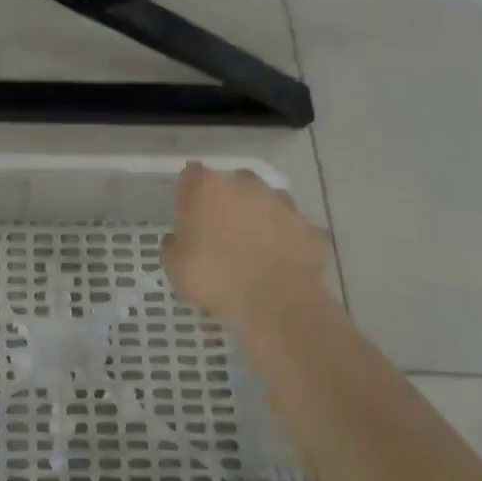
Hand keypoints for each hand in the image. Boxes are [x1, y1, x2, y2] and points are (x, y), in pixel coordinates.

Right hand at [162, 163, 330, 330]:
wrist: (276, 304)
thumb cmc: (216, 278)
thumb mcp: (175, 268)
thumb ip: (173, 245)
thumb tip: (178, 240)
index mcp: (208, 186)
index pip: (191, 176)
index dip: (188, 195)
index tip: (187, 216)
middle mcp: (245, 184)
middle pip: (231, 185)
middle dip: (227, 202)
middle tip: (221, 233)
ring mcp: (281, 203)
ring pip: (265, 202)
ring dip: (259, 218)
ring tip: (254, 250)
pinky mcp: (308, 227)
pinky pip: (292, 230)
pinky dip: (286, 241)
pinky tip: (280, 263)